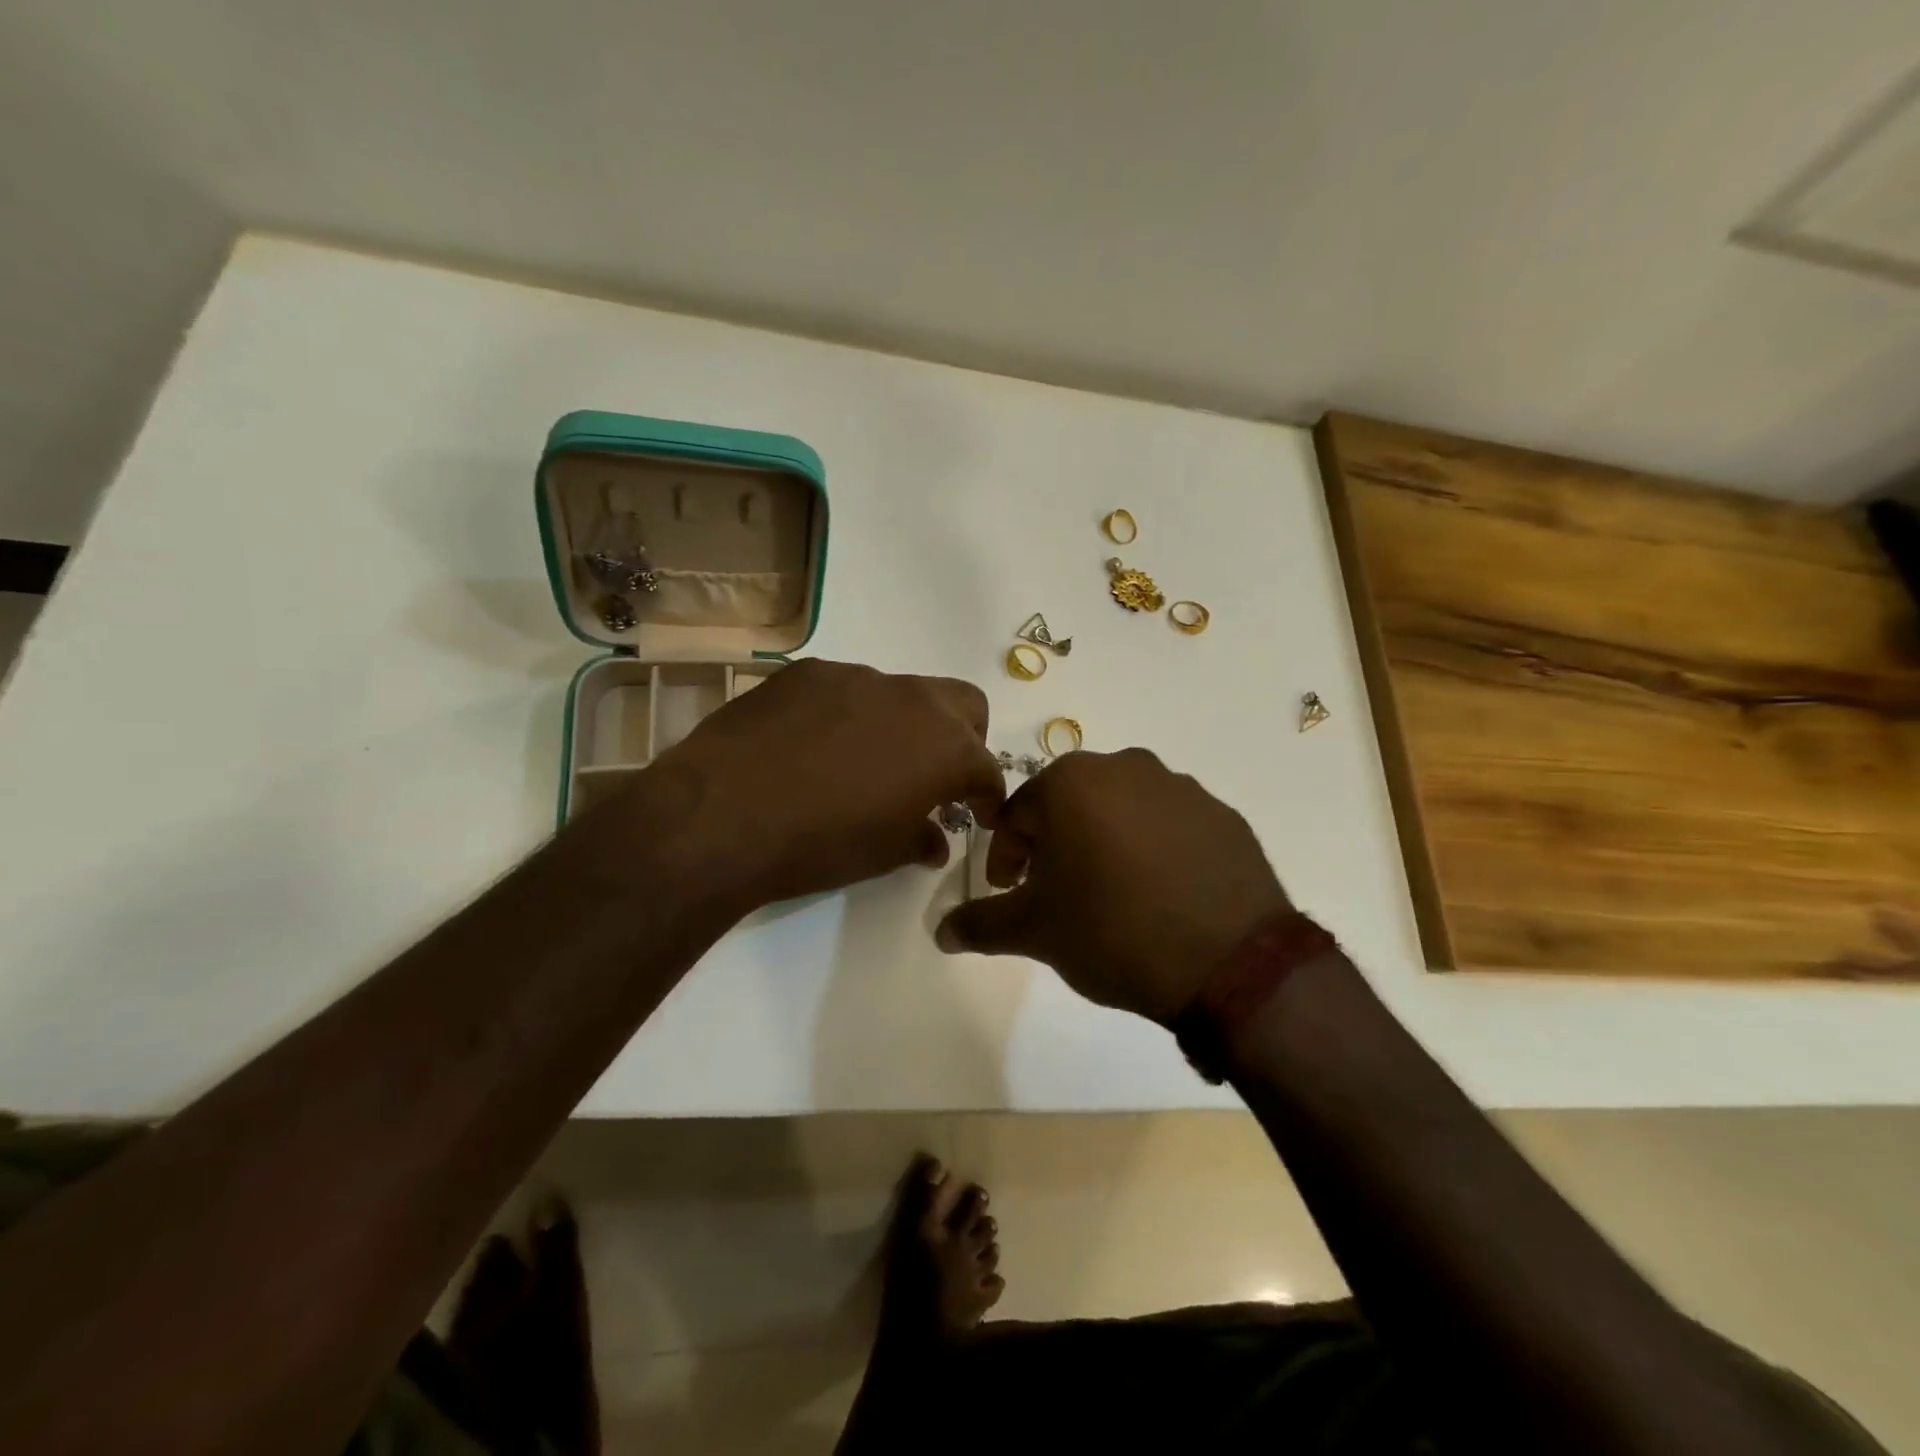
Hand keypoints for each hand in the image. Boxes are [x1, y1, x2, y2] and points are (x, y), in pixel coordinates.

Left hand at [650, 659, 1003, 905]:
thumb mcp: (883, 854)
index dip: (987, 796)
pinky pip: (845, 688)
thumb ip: (921, 839)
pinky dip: (848, 714)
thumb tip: (935, 841)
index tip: (978, 816)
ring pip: (901, 693)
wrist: (723, 814)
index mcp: (944, 747)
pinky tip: (814, 746)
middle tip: (936, 776)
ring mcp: (856, 677)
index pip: (986, 767)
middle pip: (963, 704)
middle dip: (963, 738)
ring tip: (864, 762)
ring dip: (901, 725)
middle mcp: (911, 699)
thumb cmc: (820, 844)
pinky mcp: (807, 672)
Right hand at [935, 748, 1289, 1022]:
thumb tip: (941, 932)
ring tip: (1111, 896)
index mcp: (1072, 782)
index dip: (1005, 856)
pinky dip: (1153, 849)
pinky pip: (1170, 825)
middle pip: (1070, 804)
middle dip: (1053, 845)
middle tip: (1056, 894)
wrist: (1229, 962)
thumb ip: (981, 924)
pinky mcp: (1223, 814)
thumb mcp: (1035, 932)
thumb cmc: (1113, 932)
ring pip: (1121, 810)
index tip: (1010, 892)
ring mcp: (1181, 787)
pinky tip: (1160, 894)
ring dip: (1104, 843)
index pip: (1016, 814)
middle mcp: (1126, 767)